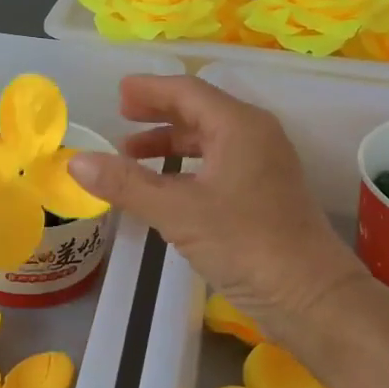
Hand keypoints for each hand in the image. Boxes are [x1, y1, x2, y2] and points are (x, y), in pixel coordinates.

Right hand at [68, 76, 370, 340]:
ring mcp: (264, 164)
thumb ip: (126, 184)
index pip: (187, 91)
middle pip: (200, 110)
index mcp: (238, 126)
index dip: (150, 89)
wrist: (312, 297)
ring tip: (133, 153)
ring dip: (171, 141)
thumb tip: (76, 161)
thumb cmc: (246, 244)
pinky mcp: (266, 193)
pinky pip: (219, 162)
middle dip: (159, 112)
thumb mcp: (177, 212)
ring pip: (210, 138)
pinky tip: (166, 186)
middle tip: (122, 115)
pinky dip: (187, 165)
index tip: (119, 93)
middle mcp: (255, 135)